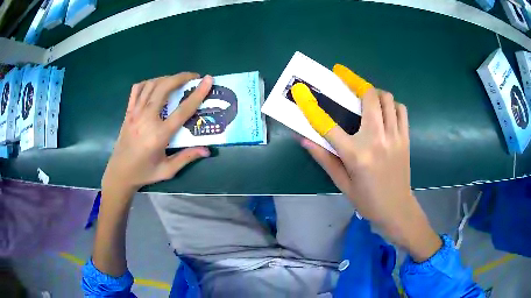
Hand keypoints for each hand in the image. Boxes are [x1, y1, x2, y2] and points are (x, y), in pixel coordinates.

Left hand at [102, 73, 212, 196]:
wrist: (119, 173)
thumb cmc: (144, 173)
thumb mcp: (167, 170)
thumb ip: (186, 157)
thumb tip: (207, 150)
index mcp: (159, 135)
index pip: (183, 109)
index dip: (198, 93)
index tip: (208, 79)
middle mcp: (147, 119)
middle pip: (164, 88)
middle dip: (181, 77)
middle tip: (193, 77)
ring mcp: (135, 113)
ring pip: (151, 85)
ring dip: (166, 78)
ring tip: (176, 81)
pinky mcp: (128, 112)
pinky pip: (137, 89)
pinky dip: (148, 83)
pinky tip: (155, 86)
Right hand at [292, 65, 440, 261]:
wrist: (397, 209)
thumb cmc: (367, 200)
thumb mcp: (342, 183)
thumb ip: (324, 158)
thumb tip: (304, 139)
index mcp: (356, 155)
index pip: (328, 125)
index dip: (311, 106)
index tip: (301, 91)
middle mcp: (376, 140)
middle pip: (368, 97)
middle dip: (354, 81)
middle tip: (344, 77)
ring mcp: (394, 136)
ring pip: (387, 98)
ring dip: (374, 93)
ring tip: (366, 98)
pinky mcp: (405, 138)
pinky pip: (401, 109)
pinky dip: (391, 105)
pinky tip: (385, 112)